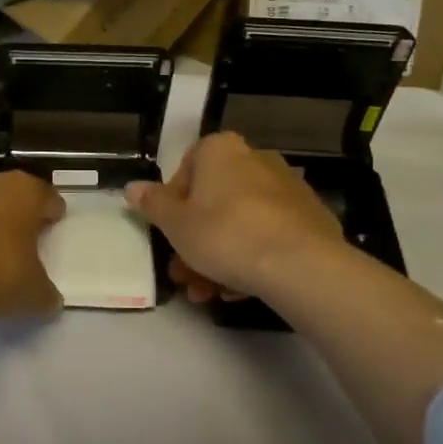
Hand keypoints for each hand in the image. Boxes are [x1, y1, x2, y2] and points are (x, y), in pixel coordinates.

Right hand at [125, 132, 345, 303]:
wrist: (299, 264)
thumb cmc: (225, 234)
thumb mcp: (176, 224)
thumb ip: (152, 204)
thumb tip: (132, 187)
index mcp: (221, 150)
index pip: (187, 169)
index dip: (173, 205)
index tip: (170, 234)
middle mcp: (256, 159)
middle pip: (214, 201)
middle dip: (195, 241)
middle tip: (183, 274)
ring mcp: (287, 188)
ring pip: (241, 222)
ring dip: (219, 257)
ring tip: (208, 294)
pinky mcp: (310, 218)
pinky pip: (269, 235)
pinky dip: (251, 258)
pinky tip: (239, 291)